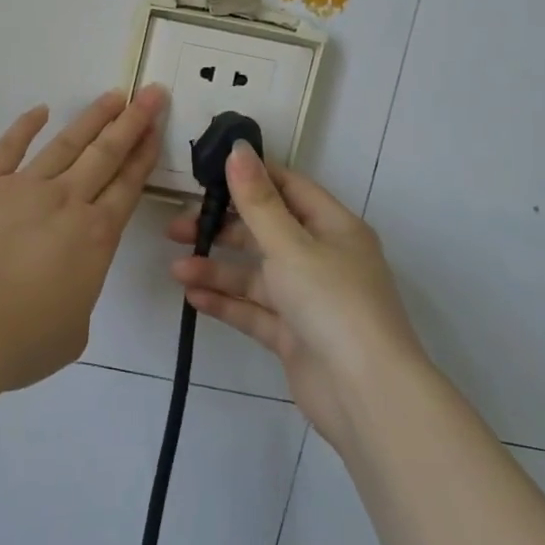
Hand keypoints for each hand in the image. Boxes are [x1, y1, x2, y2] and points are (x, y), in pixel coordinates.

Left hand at [0, 86, 167, 390]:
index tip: (156, 127)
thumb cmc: (19, 340)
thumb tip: (65, 282)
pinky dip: (25, 126)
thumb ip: (78, 297)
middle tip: (150, 93)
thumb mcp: (72, 332)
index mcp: (94, 238)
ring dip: (92, 118)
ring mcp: (23, 187)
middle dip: (132, 122)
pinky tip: (41, 110)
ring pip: (66, 143)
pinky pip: (8, 147)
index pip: (127, 186)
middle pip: (105, 154)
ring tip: (113, 96)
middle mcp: (66, 202)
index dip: (143, 155)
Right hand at [168, 144, 426, 447]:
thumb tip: (238, 149)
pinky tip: (193, 298)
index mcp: (333, 228)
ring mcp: (308, 300)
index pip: (288, 187)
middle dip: (221, 228)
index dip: (250, 176)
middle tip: (177, 228)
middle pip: (265, 231)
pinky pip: (255, 311)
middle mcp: (322, 259)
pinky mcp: (295, 336)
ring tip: (177, 269)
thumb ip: (257, 200)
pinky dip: (226, 303)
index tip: (206, 172)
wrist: (367, 395)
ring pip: (255, 274)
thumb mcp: (290, 244)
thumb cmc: (332, 302)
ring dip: (217, 269)